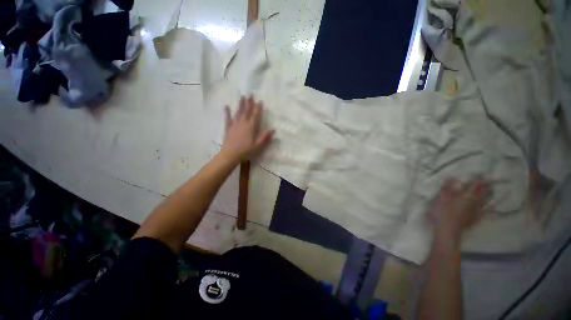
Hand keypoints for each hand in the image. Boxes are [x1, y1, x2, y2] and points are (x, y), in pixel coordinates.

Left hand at [220, 95, 273, 162]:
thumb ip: (265, 137)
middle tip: (250, 94)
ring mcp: (234, 125)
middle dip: (249, 103)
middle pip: (247, 111)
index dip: (258, 108)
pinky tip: (226, 106)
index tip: (260, 101)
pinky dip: (227, 112)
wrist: (230, 155)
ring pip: (238, 112)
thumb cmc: (246, 151)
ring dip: (240, 104)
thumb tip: (273, 129)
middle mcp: (243, 123)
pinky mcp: (228, 128)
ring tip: (242, 97)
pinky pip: (227, 118)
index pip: (255, 115)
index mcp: (251, 127)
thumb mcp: (258, 145)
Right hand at [428, 178, 486, 241]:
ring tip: (492, 191)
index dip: (478, 178)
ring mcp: (475, 212)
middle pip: (482, 193)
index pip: (475, 185)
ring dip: (488, 196)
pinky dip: (488, 208)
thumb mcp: (441, 198)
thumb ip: (447, 187)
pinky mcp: (474, 219)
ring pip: (485, 202)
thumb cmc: (443, 212)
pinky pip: (484, 212)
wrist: (447, 230)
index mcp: (467, 197)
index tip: (481, 173)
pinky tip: (490, 207)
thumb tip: (451, 176)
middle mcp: (474, 203)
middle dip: (485, 187)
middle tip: (488, 181)